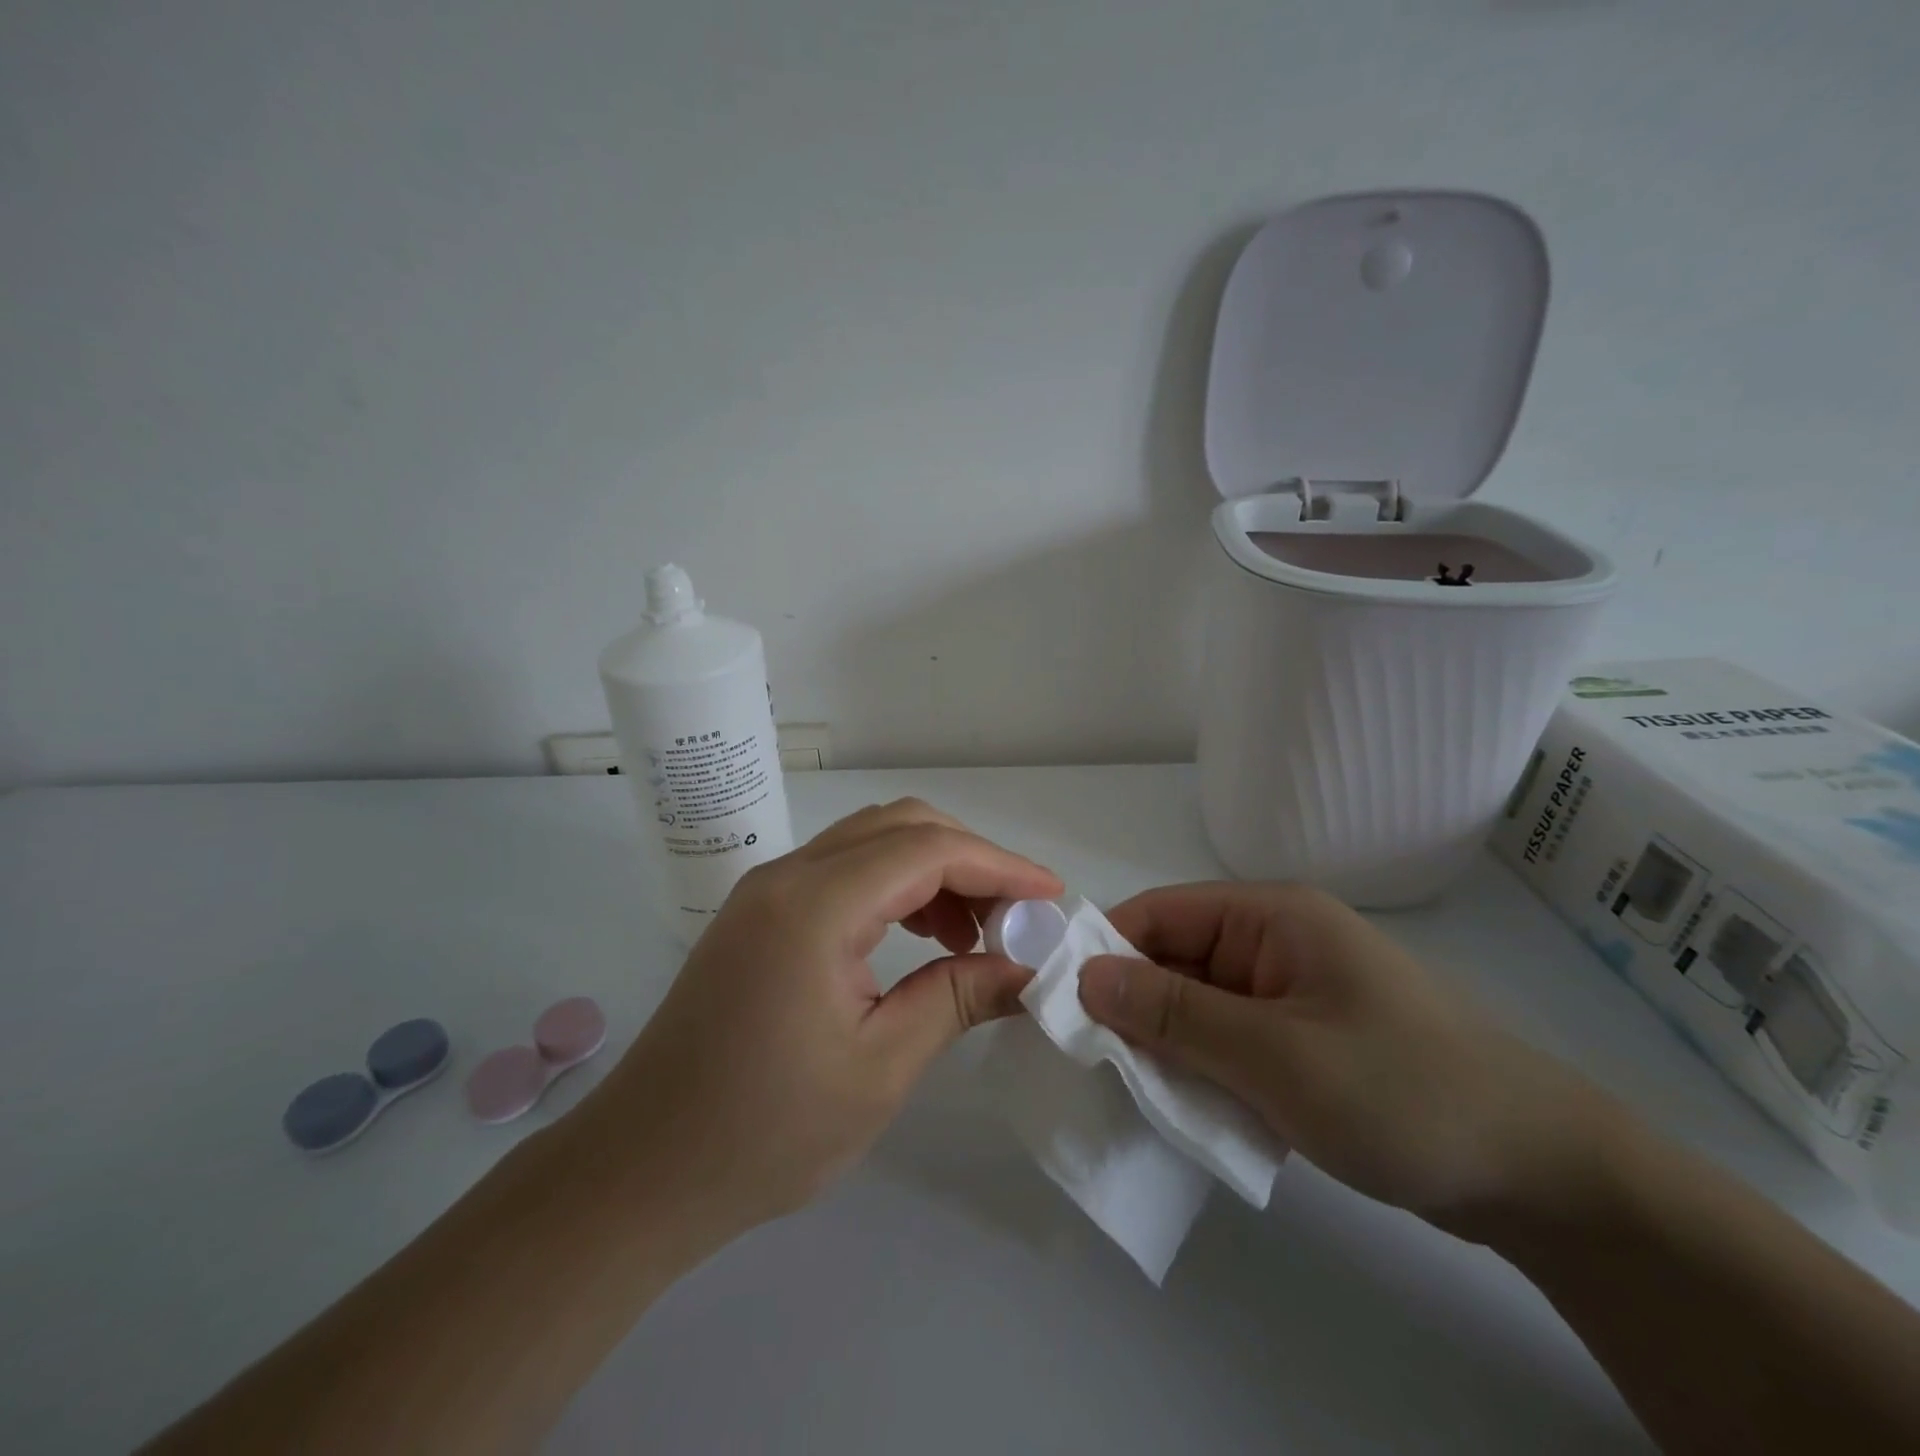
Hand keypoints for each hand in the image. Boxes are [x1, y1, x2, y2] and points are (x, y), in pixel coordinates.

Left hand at [582, 799, 1062, 1240]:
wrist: (640, 1170)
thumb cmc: (765, 1131)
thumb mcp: (880, 1068)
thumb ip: (957, 999)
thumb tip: (1027, 968)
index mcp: (815, 905)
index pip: (927, 850)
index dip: (999, 865)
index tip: (1050, 897)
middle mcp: (788, 875)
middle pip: (900, 826)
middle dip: (969, 861)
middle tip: (1013, 918)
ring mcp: (768, 889)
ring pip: (871, 842)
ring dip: (932, 871)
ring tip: (972, 934)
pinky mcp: (760, 913)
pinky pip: (844, 871)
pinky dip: (894, 888)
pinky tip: (919, 938)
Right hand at [1076, 883, 1623, 1233]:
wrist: (1545, 1178)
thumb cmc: (1403, 1093)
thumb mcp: (1274, 1054)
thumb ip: (1174, 1014)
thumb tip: (1085, 978)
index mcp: (1271, 916)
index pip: (1159, 913)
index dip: (1106, 950)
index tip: (1059, 1003)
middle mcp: (1276, 942)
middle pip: (1175, 958)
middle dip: (1133, 1005)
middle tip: (1087, 1061)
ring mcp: (1291, 993)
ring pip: (1198, 1005)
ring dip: (1166, 1044)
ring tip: (1127, 1090)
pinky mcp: (1304, 1040)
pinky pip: (1230, 1040)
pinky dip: (1202, 1068)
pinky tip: (1183, 1108)